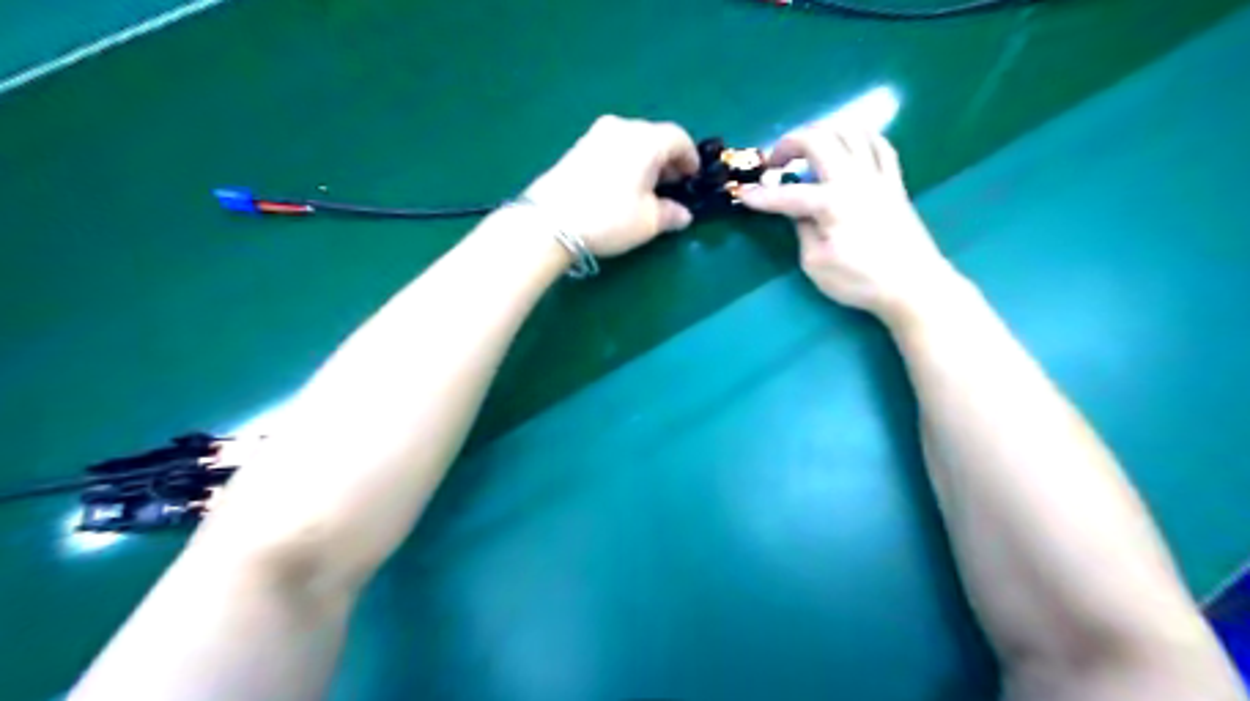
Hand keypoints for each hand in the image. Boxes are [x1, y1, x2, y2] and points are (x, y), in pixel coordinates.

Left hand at [522, 116, 700, 258]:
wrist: (550, 221)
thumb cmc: (609, 217)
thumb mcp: (648, 221)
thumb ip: (671, 214)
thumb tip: (683, 214)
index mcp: (646, 139)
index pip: (679, 138)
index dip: (690, 159)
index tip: (692, 180)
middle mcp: (622, 127)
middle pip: (655, 137)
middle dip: (668, 160)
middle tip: (671, 187)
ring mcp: (596, 134)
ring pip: (632, 142)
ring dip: (645, 161)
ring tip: (646, 190)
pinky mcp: (577, 147)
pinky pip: (612, 148)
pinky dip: (624, 162)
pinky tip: (621, 187)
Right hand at [739, 125, 959, 322]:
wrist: (913, 286)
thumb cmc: (860, 281)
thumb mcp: (815, 264)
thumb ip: (802, 231)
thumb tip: (798, 212)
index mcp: (831, 203)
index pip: (786, 194)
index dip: (759, 196)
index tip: (740, 194)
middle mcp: (853, 179)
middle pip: (818, 139)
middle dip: (788, 143)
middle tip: (775, 162)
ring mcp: (877, 176)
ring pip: (850, 131)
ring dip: (822, 133)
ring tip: (807, 151)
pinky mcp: (894, 182)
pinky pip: (879, 145)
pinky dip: (858, 139)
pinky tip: (847, 148)